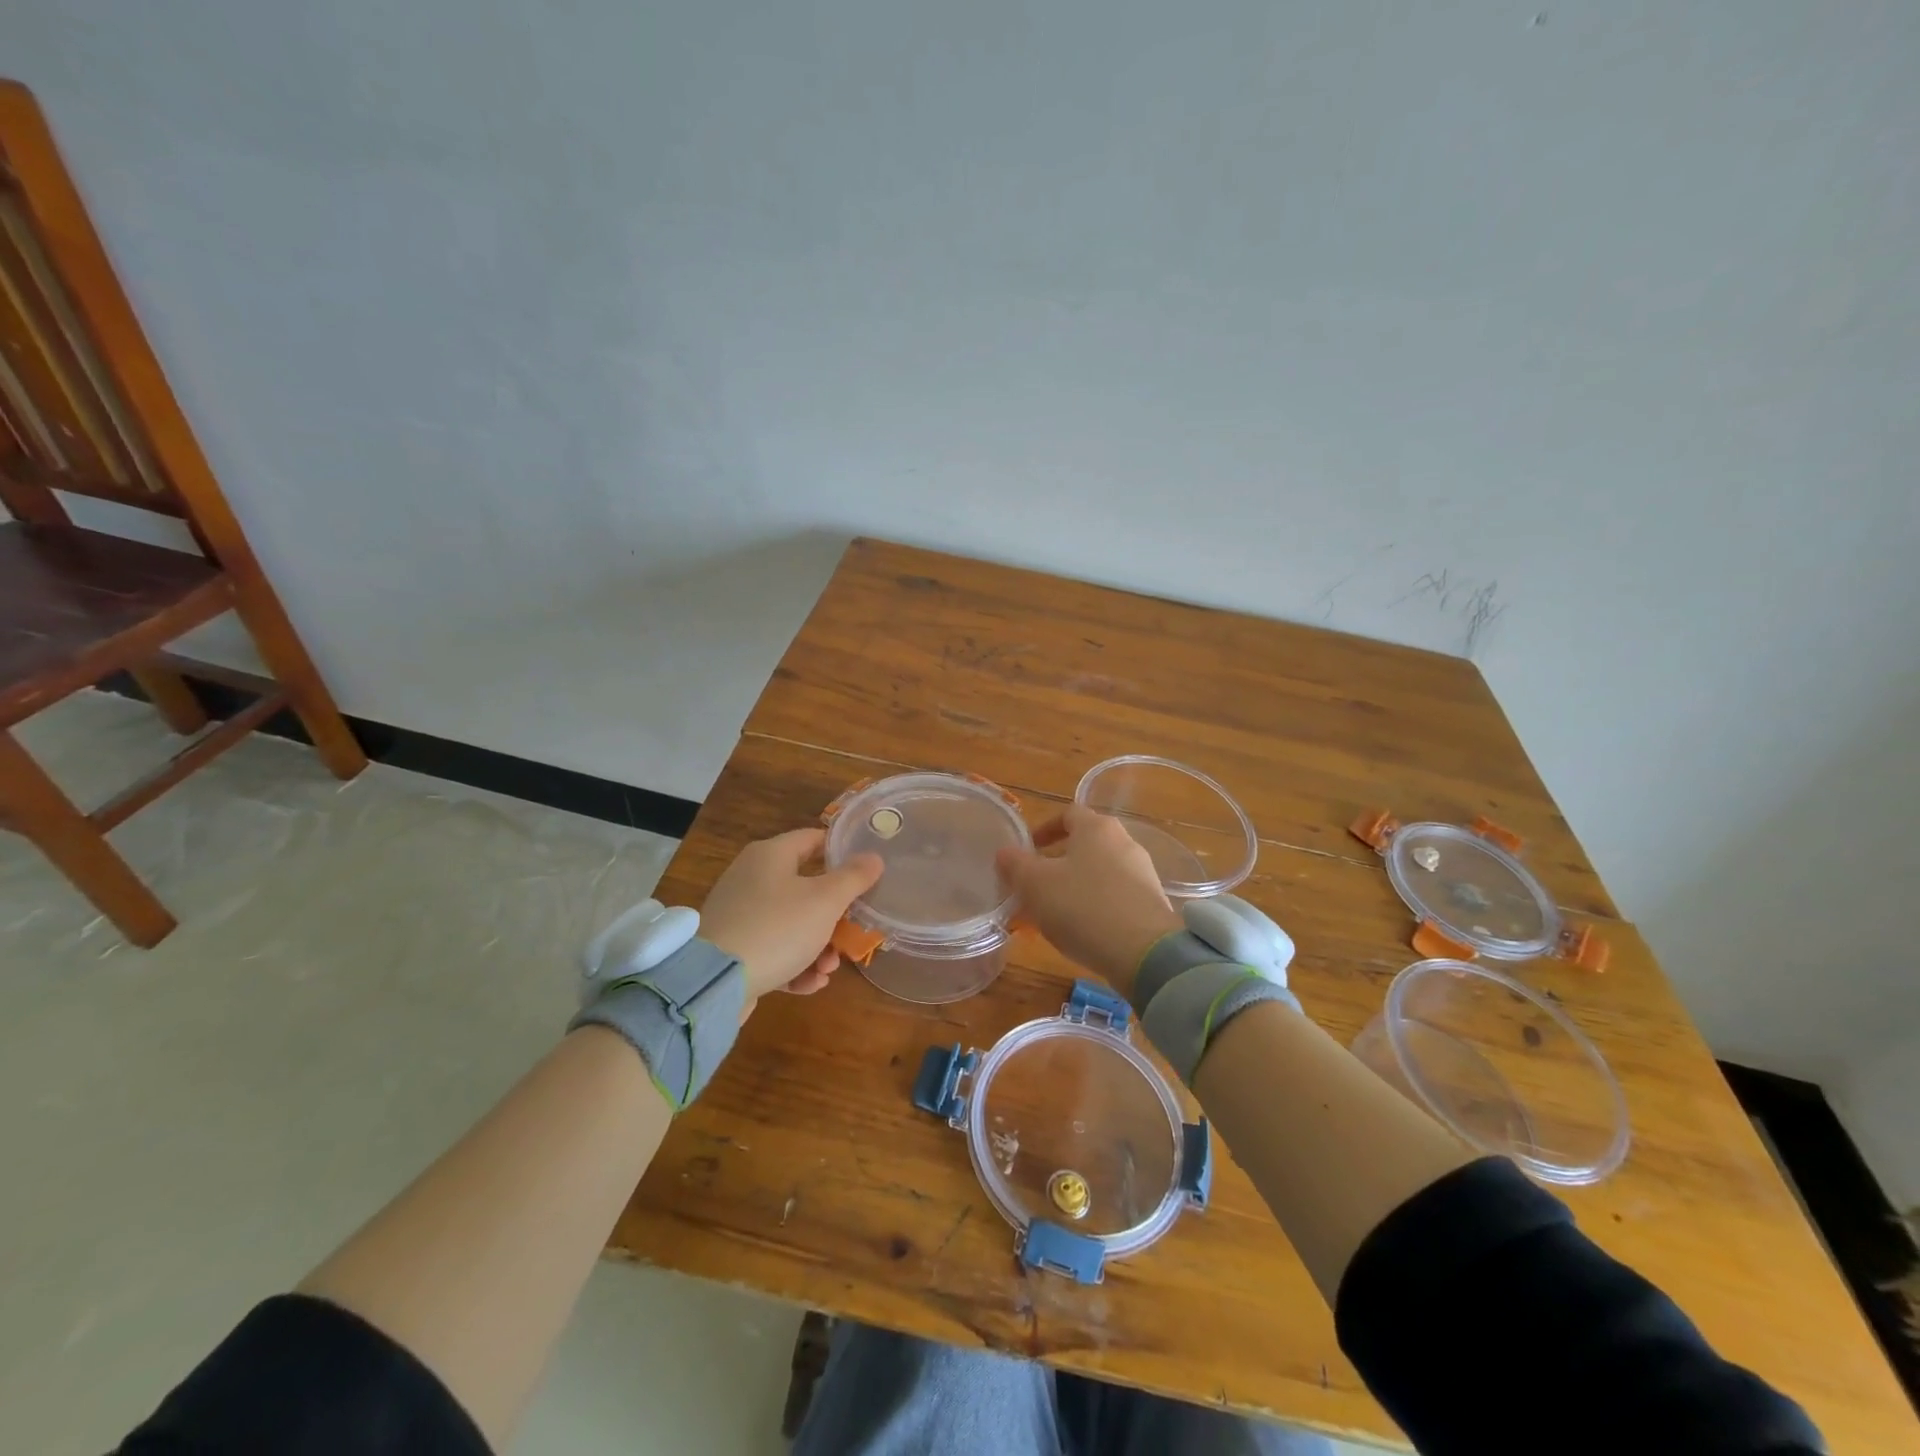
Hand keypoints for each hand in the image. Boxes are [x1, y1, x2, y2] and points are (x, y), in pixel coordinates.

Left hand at [700, 828, 883, 1007]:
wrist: (716, 982)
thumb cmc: (778, 928)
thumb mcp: (826, 901)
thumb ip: (854, 877)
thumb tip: (874, 857)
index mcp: (770, 855)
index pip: (812, 839)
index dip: (840, 851)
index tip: (865, 871)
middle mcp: (751, 877)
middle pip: (805, 887)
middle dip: (834, 915)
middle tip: (852, 933)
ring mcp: (739, 914)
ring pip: (791, 923)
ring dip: (818, 946)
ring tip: (829, 969)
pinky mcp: (733, 947)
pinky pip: (772, 948)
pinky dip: (794, 964)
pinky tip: (810, 985)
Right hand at [995, 805, 1179, 997]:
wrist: (1144, 952)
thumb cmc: (1082, 907)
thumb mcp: (1035, 885)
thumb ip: (1015, 864)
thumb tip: (1005, 852)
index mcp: (1096, 828)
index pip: (1068, 814)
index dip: (1044, 829)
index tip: (1027, 848)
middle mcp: (1124, 841)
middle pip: (1086, 843)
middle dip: (1058, 860)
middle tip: (1036, 883)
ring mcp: (1142, 872)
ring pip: (1100, 870)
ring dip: (1076, 884)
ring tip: (1055, 911)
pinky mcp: (1151, 902)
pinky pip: (1116, 895)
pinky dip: (1096, 904)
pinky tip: (1083, 929)